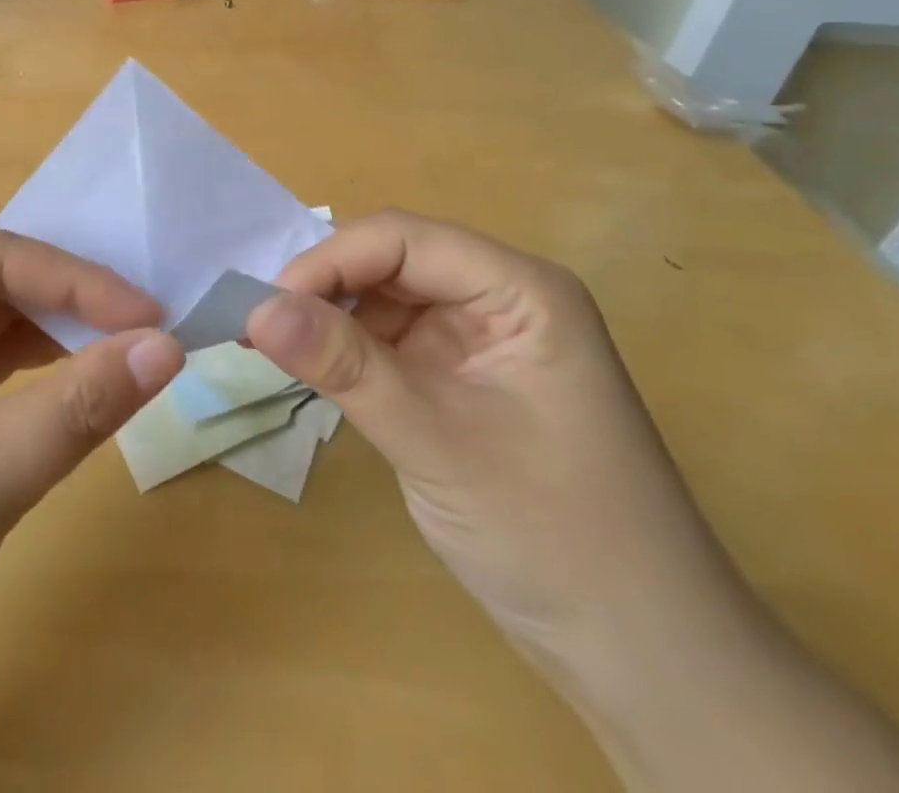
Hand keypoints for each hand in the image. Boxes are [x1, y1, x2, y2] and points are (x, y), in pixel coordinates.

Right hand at [249, 211, 898, 792]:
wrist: (642, 659)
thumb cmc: (557, 538)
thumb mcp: (439, 443)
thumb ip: (347, 367)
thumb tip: (256, 308)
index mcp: (520, 290)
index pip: (404, 239)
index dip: (331, 261)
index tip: (267, 307)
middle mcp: (499, 299)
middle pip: (390, 262)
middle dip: (324, 289)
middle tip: (259, 329)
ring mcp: (478, 341)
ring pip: (383, 300)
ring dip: (329, 321)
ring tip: (272, 351)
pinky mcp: (459, 379)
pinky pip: (388, 343)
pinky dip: (346, 354)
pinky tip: (313, 375)